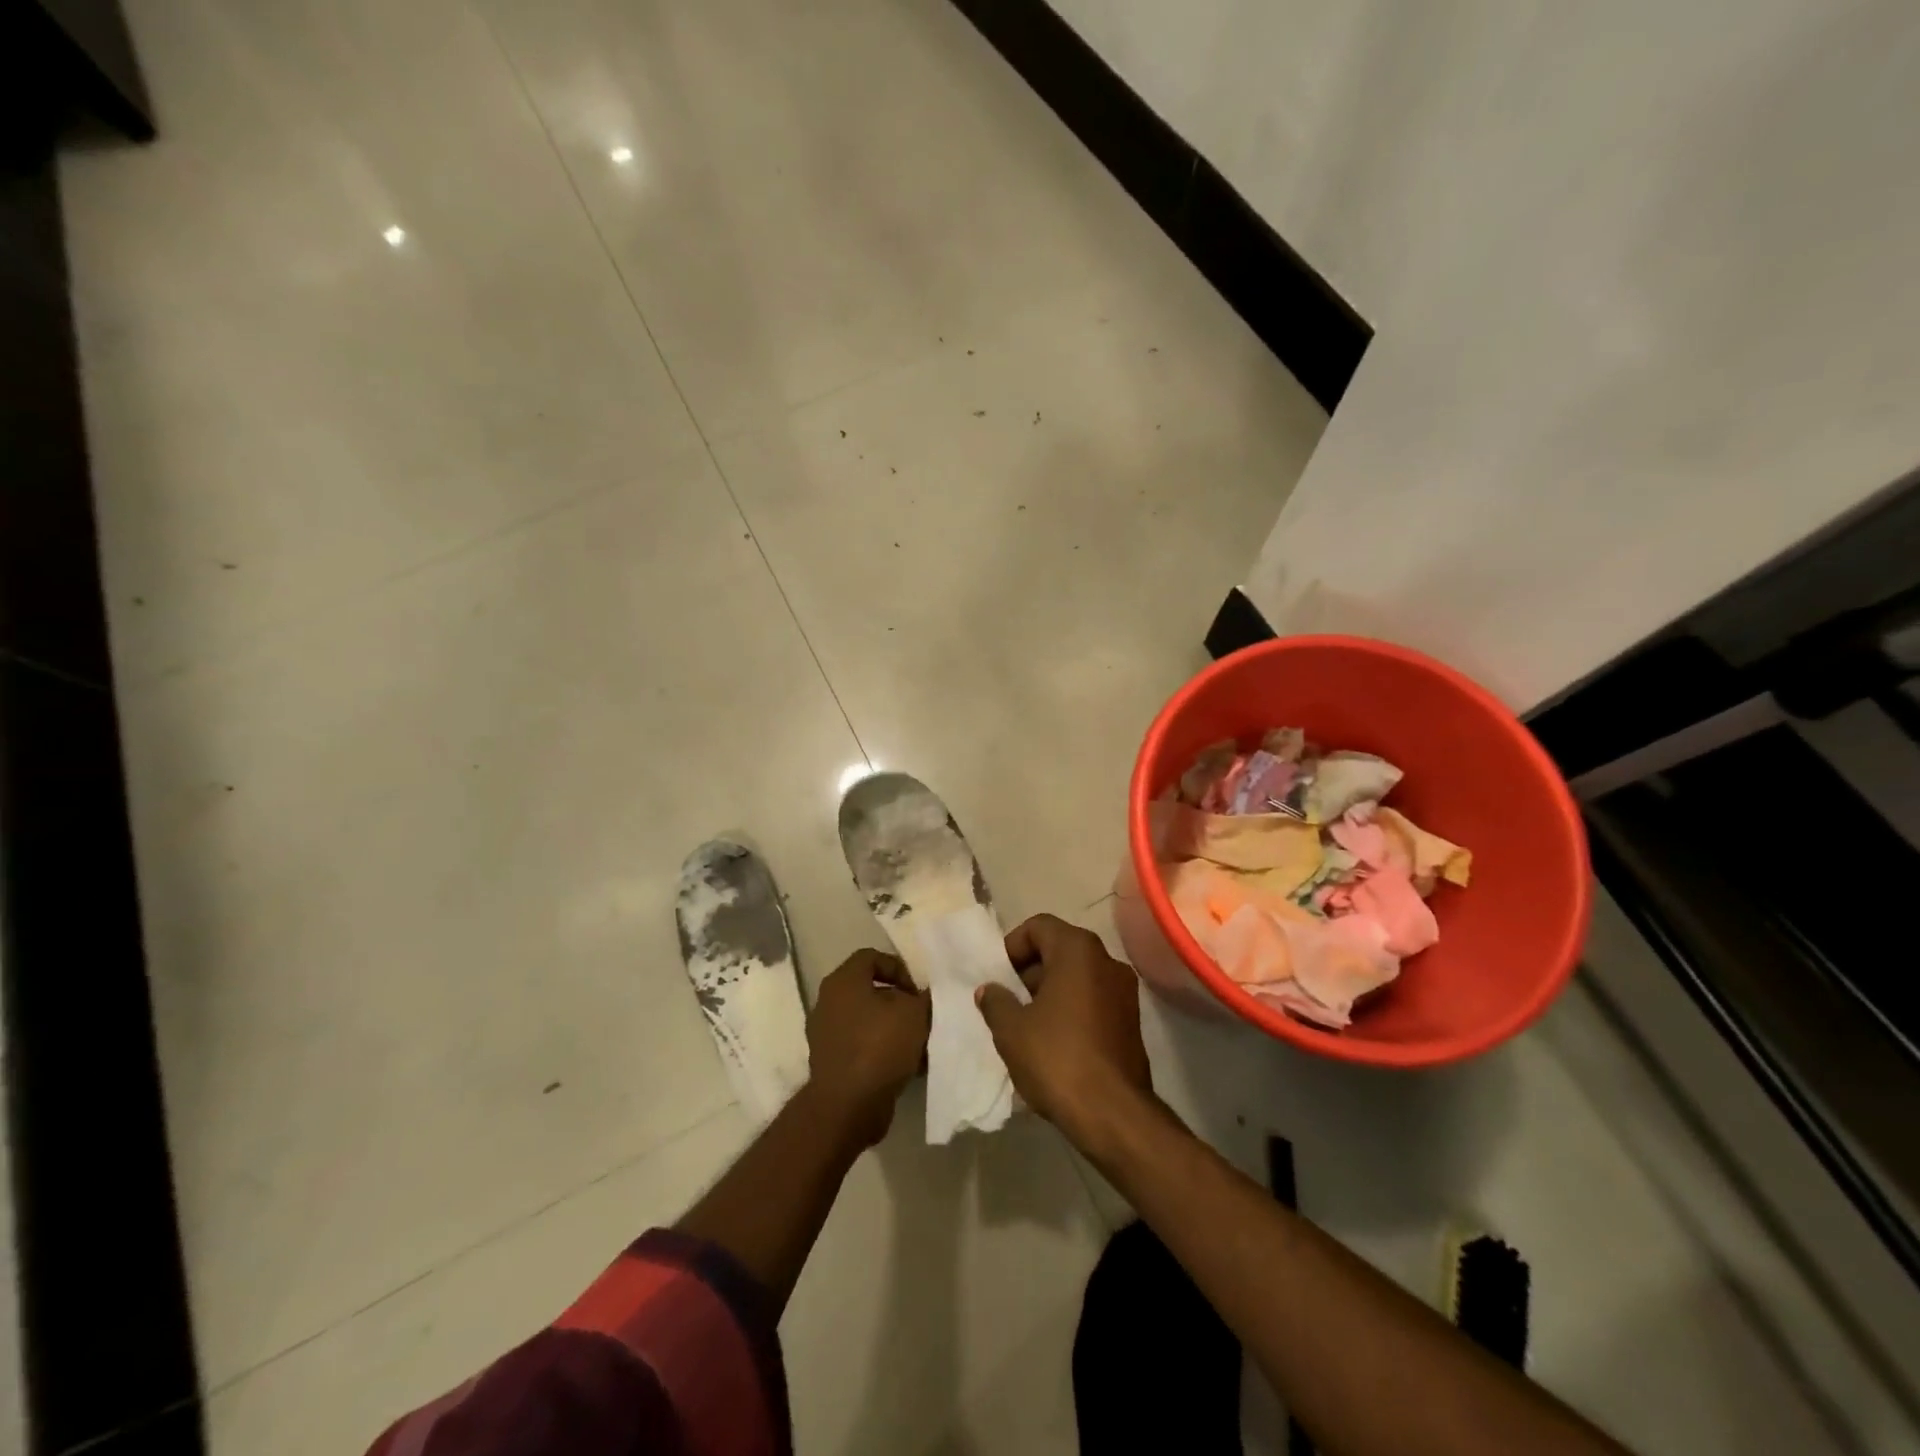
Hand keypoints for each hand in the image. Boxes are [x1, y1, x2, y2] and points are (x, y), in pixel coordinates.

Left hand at [805, 948, 931, 1146]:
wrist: (848, 1106)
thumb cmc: (879, 1046)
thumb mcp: (915, 1013)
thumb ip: (923, 998)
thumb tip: (923, 997)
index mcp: (843, 981)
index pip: (871, 956)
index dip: (899, 968)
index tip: (917, 991)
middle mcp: (828, 1002)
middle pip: (870, 990)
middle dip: (899, 1002)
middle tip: (921, 1015)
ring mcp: (826, 1034)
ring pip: (868, 1020)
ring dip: (893, 1028)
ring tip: (918, 1044)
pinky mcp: (831, 1062)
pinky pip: (862, 1046)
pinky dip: (882, 1051)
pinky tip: (907, 1066)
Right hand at [975, 914, 1153, 1145]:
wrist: (1114, 1114)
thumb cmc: (1057, 1058)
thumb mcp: (1011, 1029)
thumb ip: (996, 1001)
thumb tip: (990, 990)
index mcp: (1078, 950)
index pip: (1039, 926)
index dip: (1013, 946)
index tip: (999, 977)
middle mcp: (1107, 960)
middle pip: (1059, 949)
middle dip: (1030, 970)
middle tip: (1008, 1001)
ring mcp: (1124, 991)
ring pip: (1077, 976)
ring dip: (1049, 991)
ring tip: (1026, 1024)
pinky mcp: (1131, 1021)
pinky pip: (1092, 999)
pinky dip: (1070, 1009)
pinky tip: (1052, 1042)